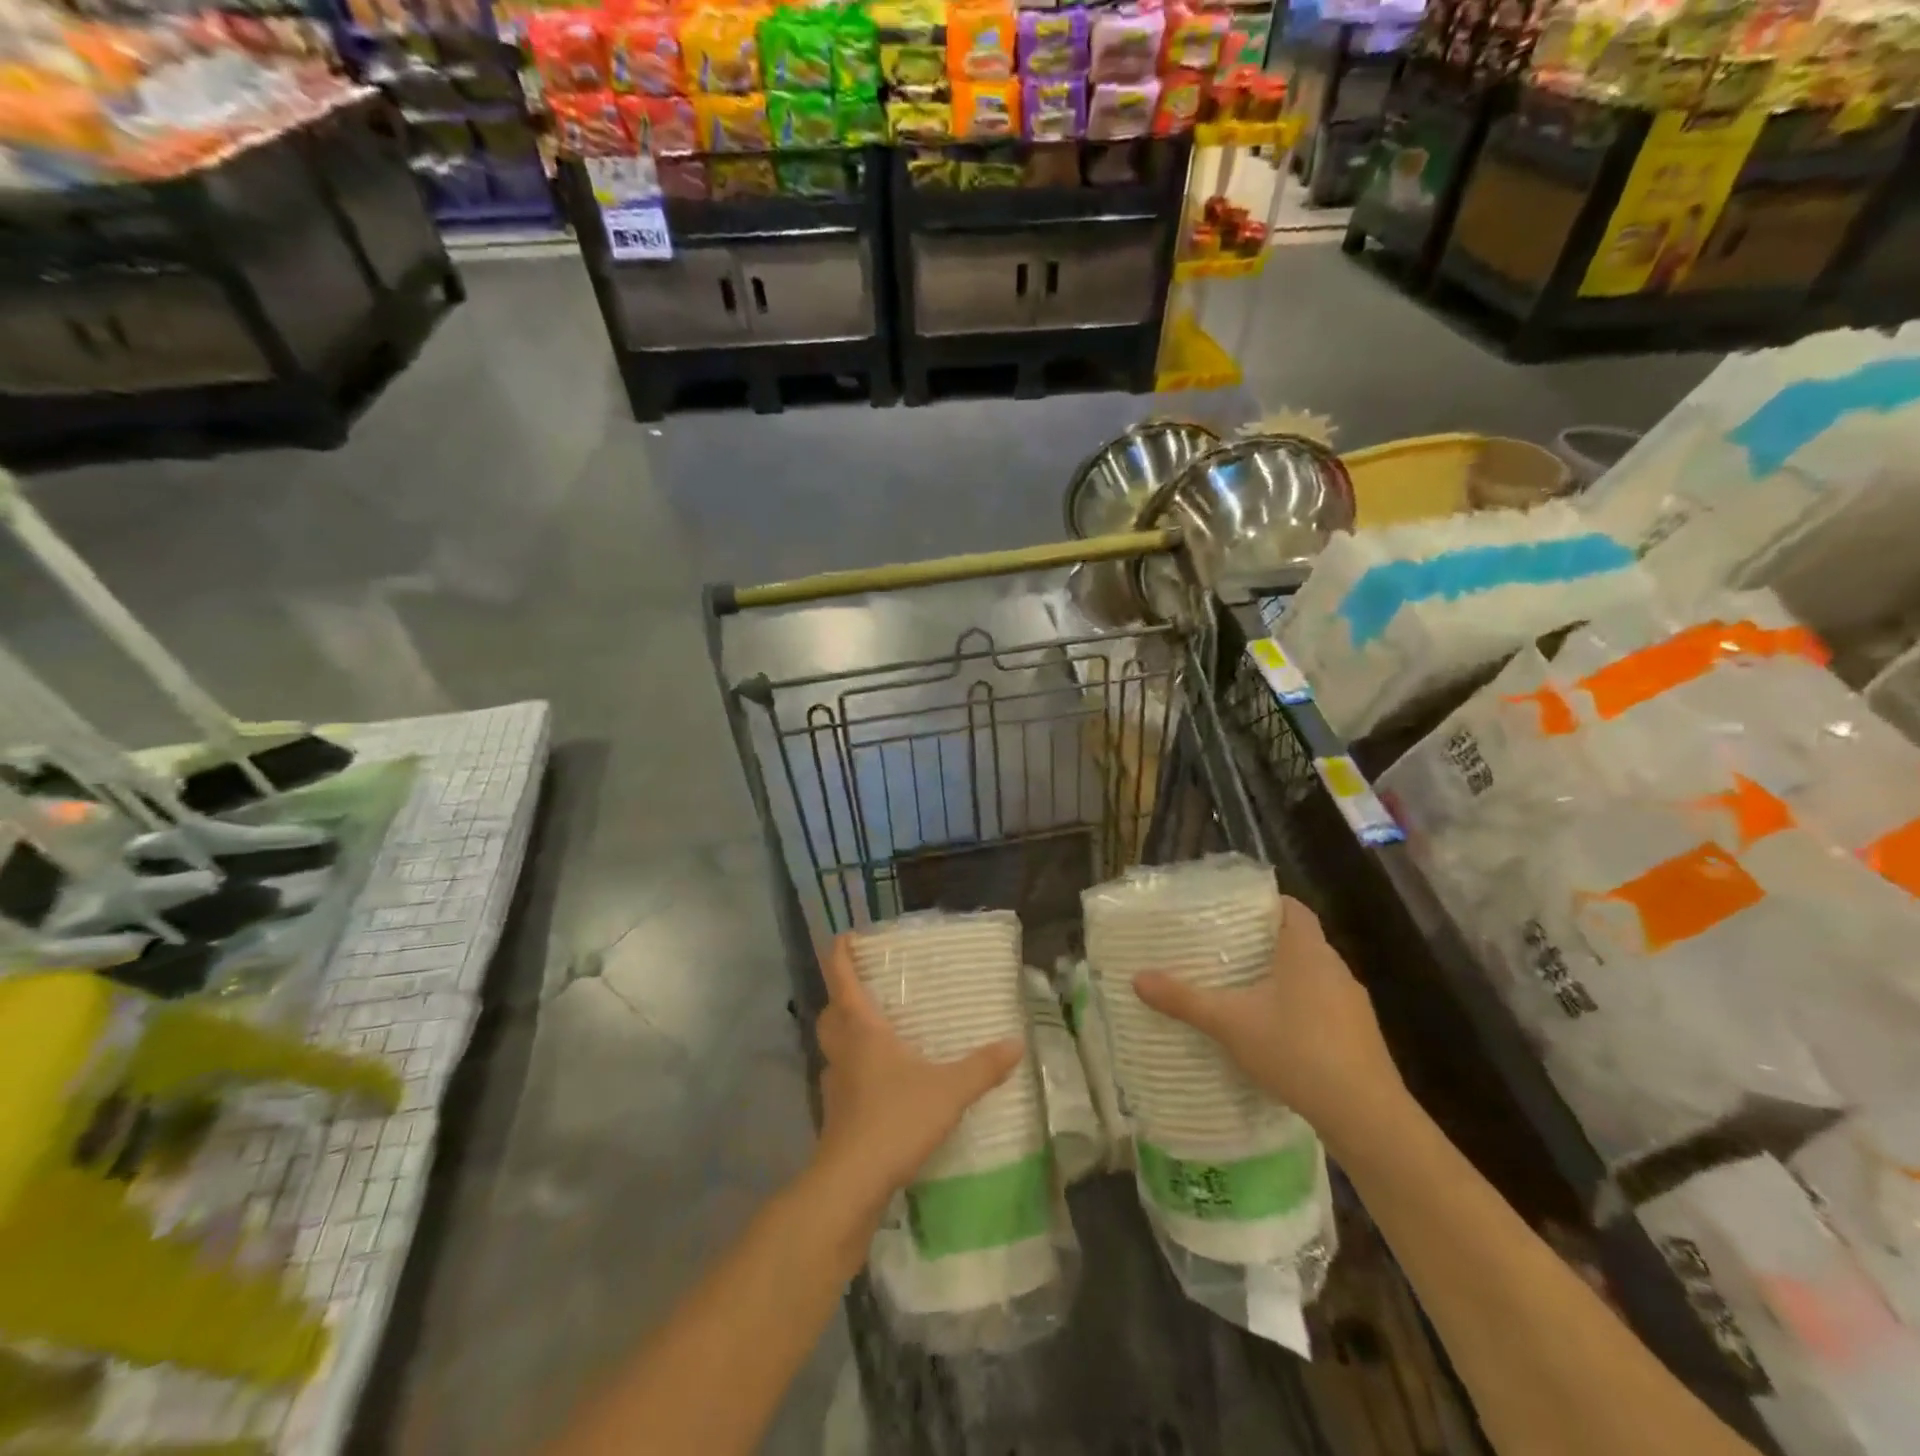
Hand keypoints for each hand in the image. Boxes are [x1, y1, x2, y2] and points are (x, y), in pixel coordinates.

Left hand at [812, 934, 1023, 1213]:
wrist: (851, 1184)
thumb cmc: (895, 1120)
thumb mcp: (948, 1090)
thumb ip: (982, 1067)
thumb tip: (1016, 1043)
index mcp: (863, 1031)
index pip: (843, 980)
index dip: (841, 955)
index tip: (844, 937)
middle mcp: (843, 1051)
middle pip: (830, 1013)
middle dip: (840, 996)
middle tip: (862, 988)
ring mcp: (835, 1085)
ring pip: (832, 1047)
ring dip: (845, 1034)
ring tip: (874, 1033)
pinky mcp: (836, 1116)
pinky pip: (841, 1079)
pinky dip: (854, 1071)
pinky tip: (878, 1083)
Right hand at [1131, 895, 1403, 1141]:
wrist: (1366, 1116)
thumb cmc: (1297, 1050)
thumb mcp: (1230, 1023)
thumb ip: (1184, 999)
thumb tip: (1137, 978)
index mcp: (1307, 951)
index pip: (1291, 907)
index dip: (1263, 903)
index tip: (1231, 911)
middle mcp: (1335, 968)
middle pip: (1298, 940)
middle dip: (1263, 943)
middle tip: (1222, 949)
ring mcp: (1352, 1004)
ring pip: (1311, 976)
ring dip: (1281, 979)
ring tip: (1241, 990)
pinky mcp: (1360, 1037)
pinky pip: (1323, 1007)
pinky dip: (1298, 1009)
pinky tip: (1274, 1033)